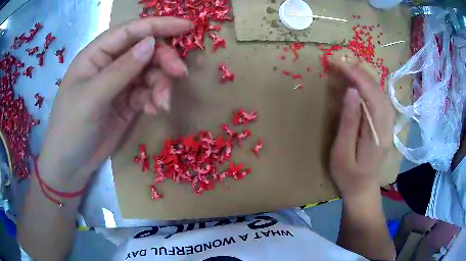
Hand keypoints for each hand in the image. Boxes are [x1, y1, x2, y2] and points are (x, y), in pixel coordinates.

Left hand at [37, 17, 191, 189]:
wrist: (70, 164)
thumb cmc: (71, 127)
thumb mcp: (93, 97)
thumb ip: (121, 69)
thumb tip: (151, 43)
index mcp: (97, 54)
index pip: (131, 31)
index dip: (159, 25)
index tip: (187, 26)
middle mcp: (110, 64)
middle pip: (145, 51)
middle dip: (164, 60)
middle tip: (180, 74)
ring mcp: (119, 84)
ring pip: (150, 73)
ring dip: (161, 85)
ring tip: (162, 104)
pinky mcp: (127, 103)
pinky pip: (147, 93)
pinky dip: (154, 99)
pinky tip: (154, 110)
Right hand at [329, 60, 394, 198]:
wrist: (362, 190)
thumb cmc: (348, 176)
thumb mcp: (342, 153)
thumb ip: (349, 123)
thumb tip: (351, 92)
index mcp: (377, 135)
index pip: (372, 97)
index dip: (357, 77)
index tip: (340, 63)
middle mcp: (387, 126)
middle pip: (379, 92)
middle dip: (361, 73)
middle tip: (342, 61)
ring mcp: (389, 125)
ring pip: (382, 94)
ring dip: (367, 77)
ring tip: (349, 67)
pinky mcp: (386, 125)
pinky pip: (381, 100)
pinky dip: (371, 86)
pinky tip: (361, 82)